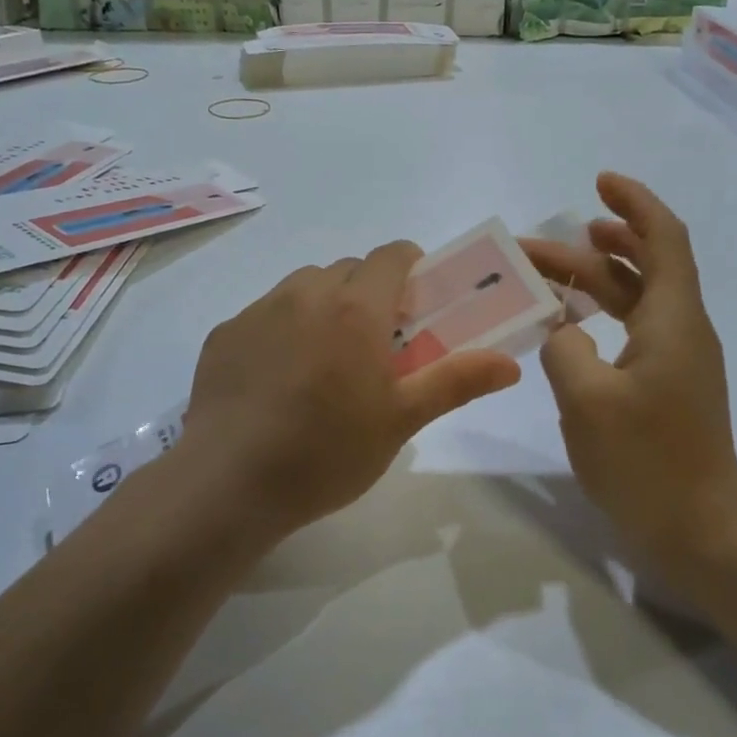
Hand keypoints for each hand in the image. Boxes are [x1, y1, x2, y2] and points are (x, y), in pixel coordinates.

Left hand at [183, 242, 521, 540]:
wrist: (229, 483)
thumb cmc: (328, 451)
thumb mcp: (401, 420)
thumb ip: (456, 382)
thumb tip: (511, 364)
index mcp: (356, 307)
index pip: (393, 254)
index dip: (413, 268)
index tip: (418, 306)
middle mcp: (306, 293)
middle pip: (350, 270)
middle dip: (371, 294)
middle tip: (377, 345)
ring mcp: (259, 310)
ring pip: (305, 287)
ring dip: (326, 306)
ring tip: (326, 362)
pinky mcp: (225, 334)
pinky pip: (266, 313)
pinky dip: (284, 328)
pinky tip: (279, 380)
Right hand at [521, 173, 736, 576]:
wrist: (699, 531)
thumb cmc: (646, 462)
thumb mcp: (587, 400)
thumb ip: (564, 348)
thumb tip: (562, 329)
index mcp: (674, 320)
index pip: (663, 239)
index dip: (635, 204)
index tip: (600, 182)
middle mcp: (682, 330)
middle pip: (643, 266)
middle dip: (594, 247)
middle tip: (539, 248)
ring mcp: (677, 361)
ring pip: (637, 299)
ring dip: (595, 280)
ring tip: (549, 273)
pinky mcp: (667, 387)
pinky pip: (633, 331)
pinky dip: (601, 315)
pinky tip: (568, 327)